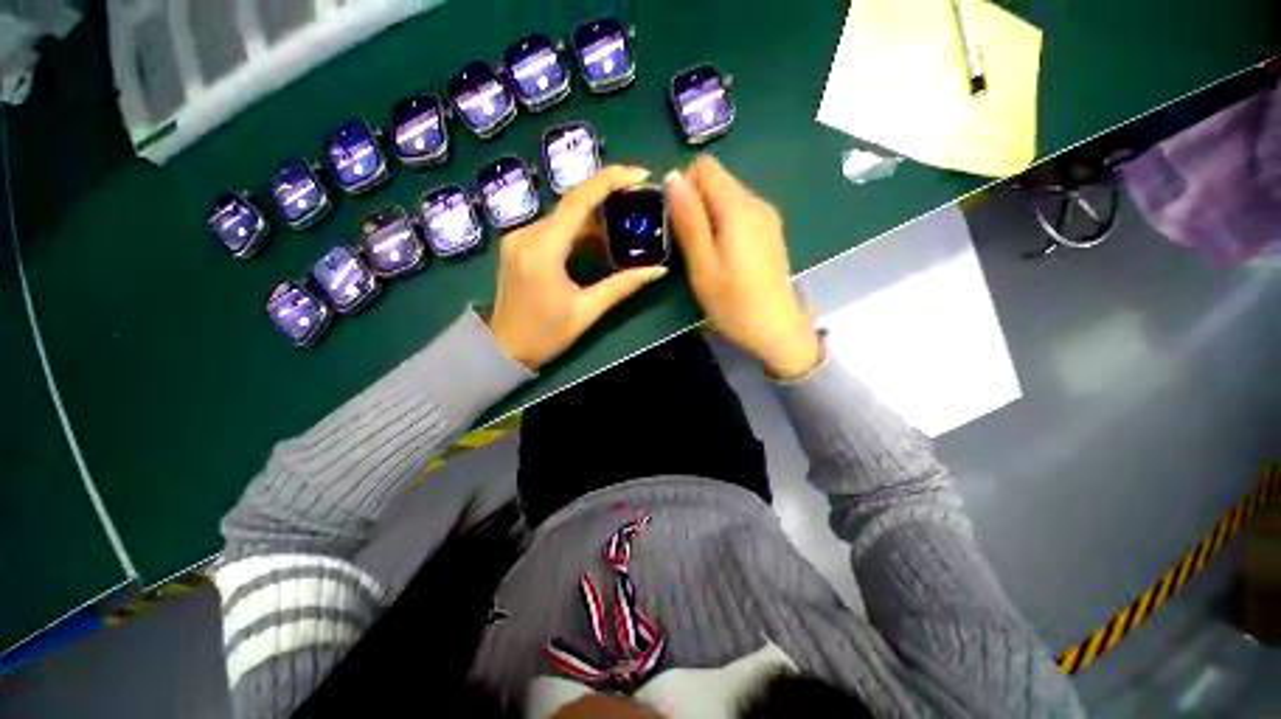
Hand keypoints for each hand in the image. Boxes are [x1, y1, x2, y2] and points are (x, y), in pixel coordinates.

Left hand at [489, 165, 667, 368]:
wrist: (504, 349)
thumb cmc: (545, 334)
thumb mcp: (587, 311)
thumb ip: (622, 286)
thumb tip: (658, 270)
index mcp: (543, 249)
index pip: (579, 200)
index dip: (612, 181)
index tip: (641, 175)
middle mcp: (526, 234)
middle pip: (573, 203)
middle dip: (609, 198)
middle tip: (640, 201)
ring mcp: (519, 237)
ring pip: (564, 215)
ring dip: (596, 218)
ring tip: (626, 225)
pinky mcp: (520, 245)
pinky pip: (555, 228)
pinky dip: (579, 231)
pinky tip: (599, 242)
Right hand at [667, 156, 821, 379]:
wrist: (776, 330)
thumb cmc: (733, 302)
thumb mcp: (702, 263)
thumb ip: (688, 218)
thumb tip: (672, 176)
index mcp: (739, 206)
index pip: (705, 166)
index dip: (684, 188)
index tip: (679, 223)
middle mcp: (757, 202)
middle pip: (716, 181)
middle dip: (695, 205)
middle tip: (690, 246)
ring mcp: (767, 217)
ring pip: (726, 199)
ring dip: (708, 219)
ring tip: (705, 256)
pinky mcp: (770, 233)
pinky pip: (739, 215)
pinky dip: (723, 227)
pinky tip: (724, 258)